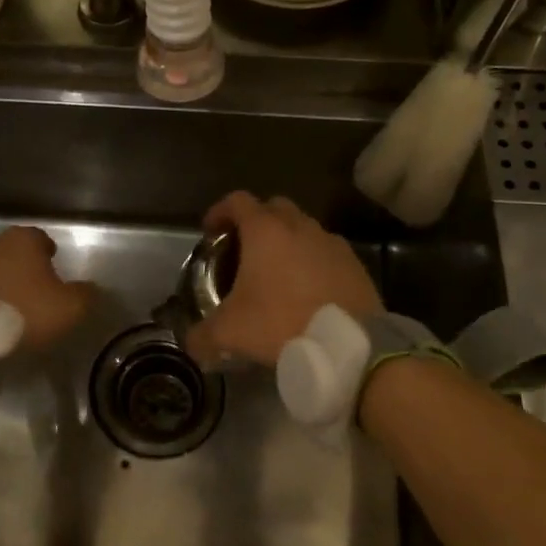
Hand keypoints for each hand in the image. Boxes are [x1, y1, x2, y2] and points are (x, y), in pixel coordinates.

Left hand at [0, 226, 94, 352]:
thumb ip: (84, 295)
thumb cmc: (22, 313)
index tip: (52, 268)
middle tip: (26, 288)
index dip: (48, 254)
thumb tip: (89, 288)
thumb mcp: (68, 309)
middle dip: (18, 265)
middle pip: (9, 250)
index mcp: (23, 241)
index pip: (41, 239)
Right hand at [185, 192, 381, 368]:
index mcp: (265, 230)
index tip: (211, 232)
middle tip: (243, 250)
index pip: (237, 201)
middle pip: (273, 207)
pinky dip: (312, 261)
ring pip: (303, 228)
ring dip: (287, 241)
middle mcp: (299, 226)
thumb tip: (190, 344)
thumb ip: (202, 335)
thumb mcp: (231, 332)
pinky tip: (307, 290)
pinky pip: (326, 252)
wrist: (350, 344)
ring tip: (276, 273)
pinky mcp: (355, 263)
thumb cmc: (282, 322)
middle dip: (256, 222)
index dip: (219, 212)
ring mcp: (331, 242)